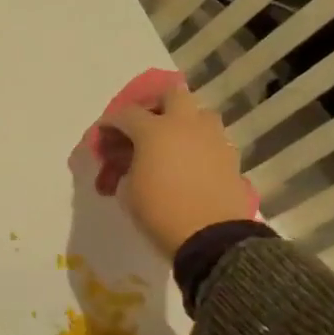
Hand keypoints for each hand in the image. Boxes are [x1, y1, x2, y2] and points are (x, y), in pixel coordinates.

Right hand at [99, 83, 255, 257]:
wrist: (213, 239)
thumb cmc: (160, 212)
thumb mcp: (128, 191)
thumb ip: (124, 168)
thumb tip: (128, 162)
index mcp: (154, 130)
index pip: (126, 114)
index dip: (110, 123)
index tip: (103, 136)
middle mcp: (185, 125)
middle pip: (172, 94)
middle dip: (155, 105)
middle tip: (144, 126)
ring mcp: (212, 139)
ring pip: (200, 114)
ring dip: (184, 122)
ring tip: (171, 144)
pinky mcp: (231, 158)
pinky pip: (212, 140)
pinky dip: (199, 145)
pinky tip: (190, 165)